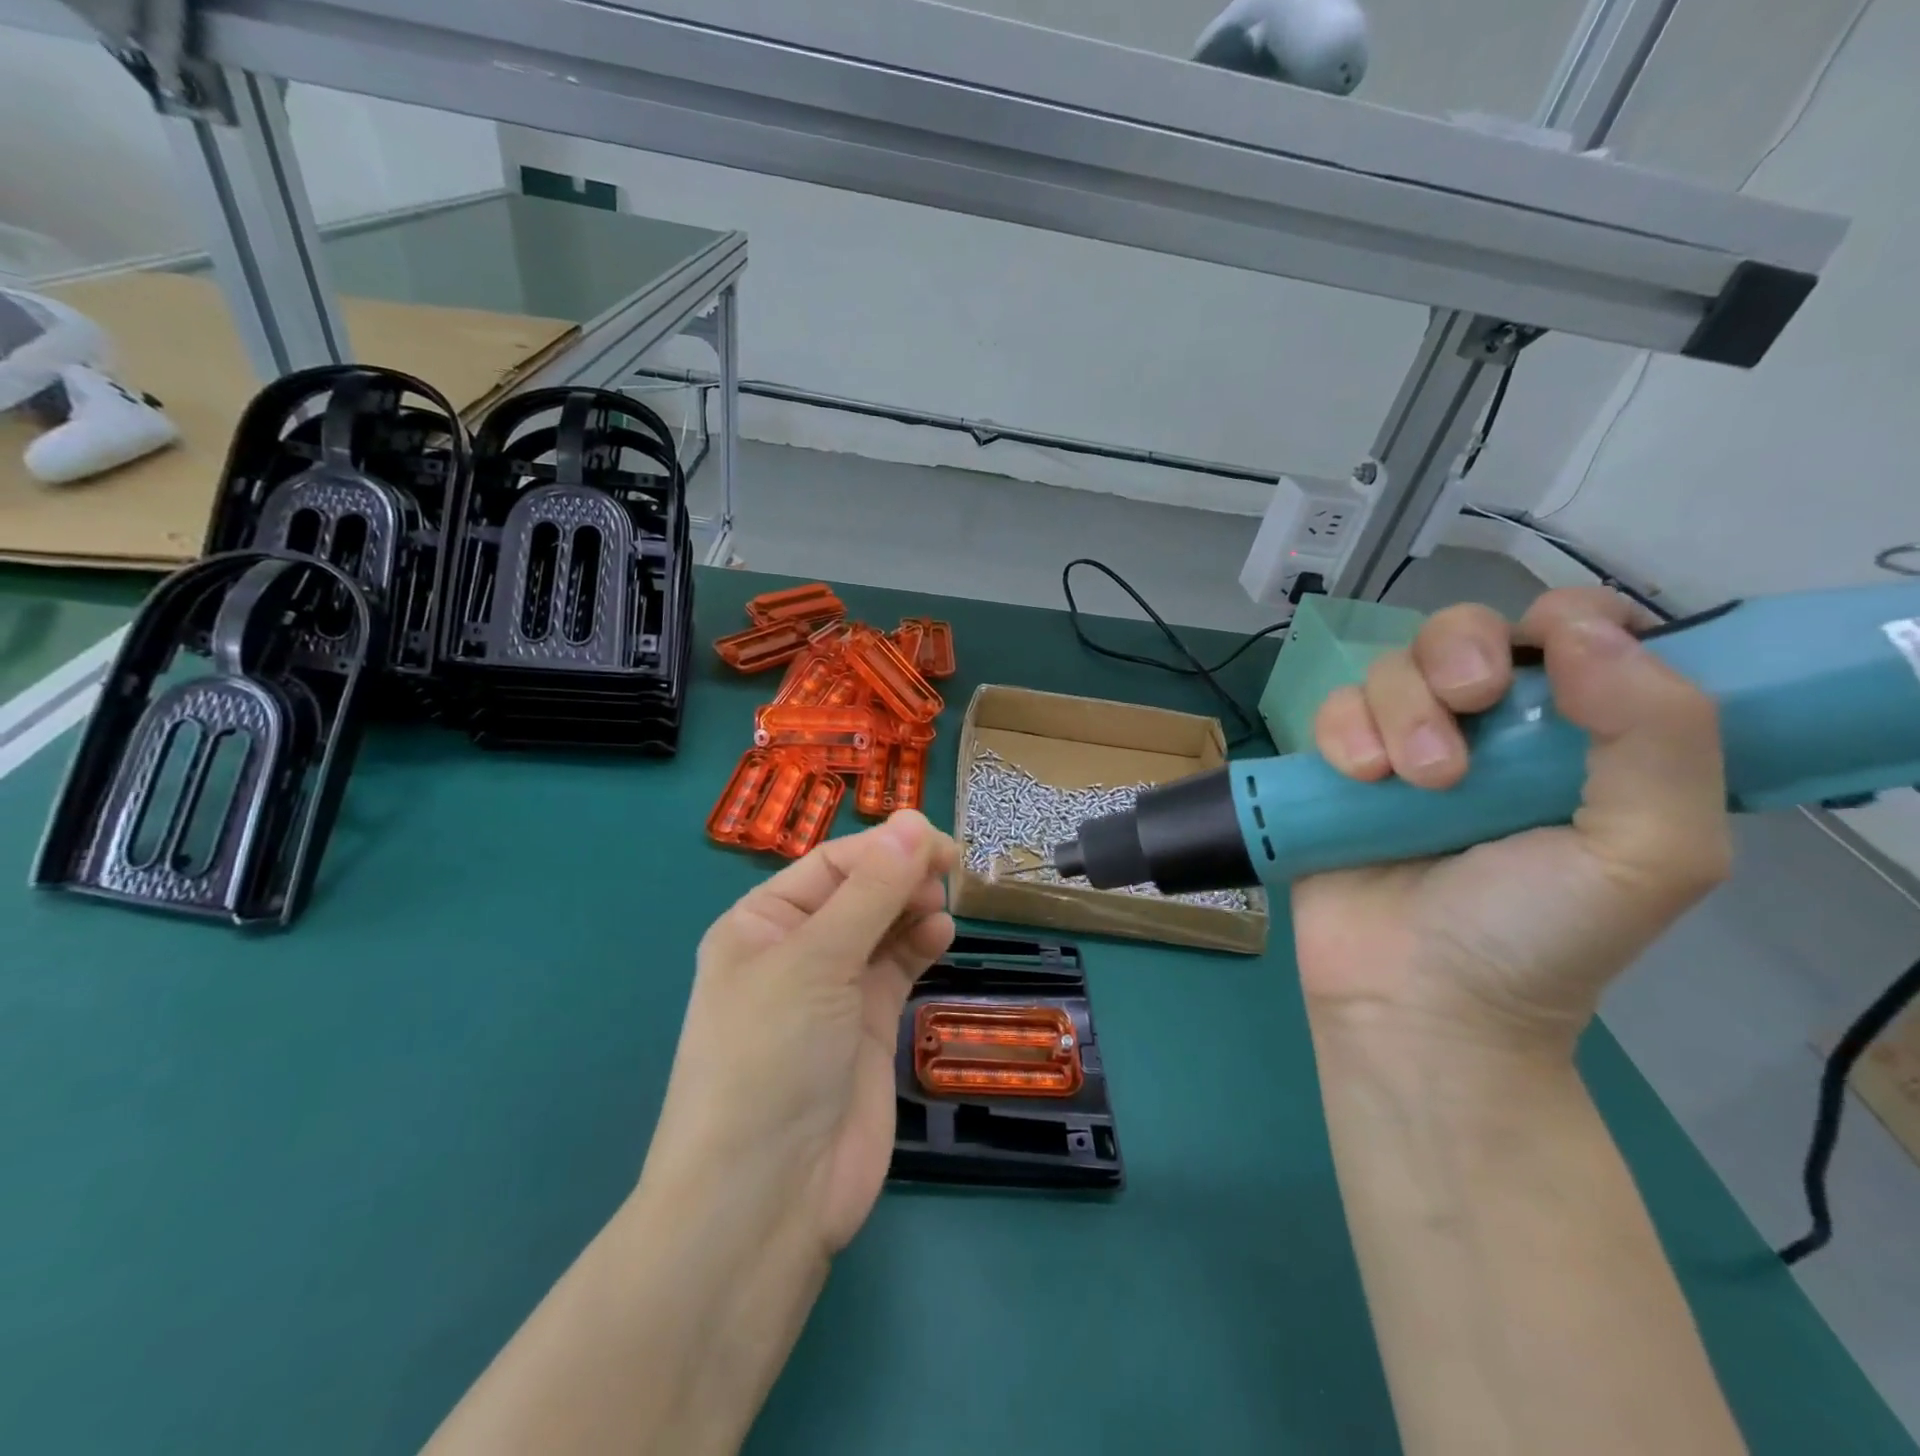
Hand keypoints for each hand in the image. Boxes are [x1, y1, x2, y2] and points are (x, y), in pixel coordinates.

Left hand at [643, 811, 958, 1254]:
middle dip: (900, 876)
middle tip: (947, 872)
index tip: (937, 841)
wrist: (766, 1200)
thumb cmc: (771, 1058)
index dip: (882, 848)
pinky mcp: (866, 1028)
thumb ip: (871, 892)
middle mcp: (794, 951)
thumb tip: (914, 821)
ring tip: (939, 908)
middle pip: (858, 892)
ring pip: (882, 927)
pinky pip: (897, 968)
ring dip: (912, 908)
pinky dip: (920, 945)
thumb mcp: (815, 961)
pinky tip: (940, 935)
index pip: (829, 865)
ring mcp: (832, 992)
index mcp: (760, 924)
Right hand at [1292, 588, 1731, 1053]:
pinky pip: (1330, 708)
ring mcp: (1403, 747)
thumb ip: (1660, 737)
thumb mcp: (1650, 854)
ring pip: (1388, 667)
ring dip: (1400, 711)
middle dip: (1458, 656)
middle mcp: (1488, 731)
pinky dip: (1340, 731)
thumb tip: (1585, 631)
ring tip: (1412, 783)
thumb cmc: (1538, 937)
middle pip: (1460, 631)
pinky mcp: (1337, 768)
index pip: (1574, 631)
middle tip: (1468, 711)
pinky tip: (1357, 778)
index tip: (1546, 653)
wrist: (1416, 1000)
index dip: (1560, 619)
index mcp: (1577, 738)